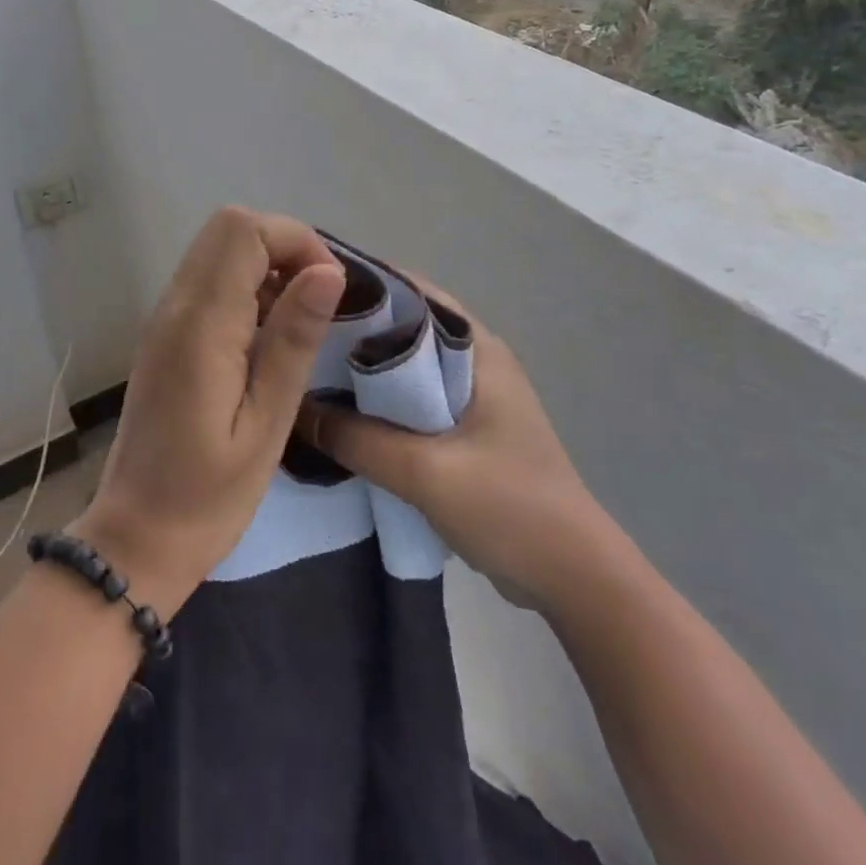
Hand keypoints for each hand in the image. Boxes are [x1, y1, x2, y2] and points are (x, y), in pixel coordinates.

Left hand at [72, 208, 345, 616]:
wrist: (137, 536)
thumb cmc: (209, 494)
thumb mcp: (267, 422)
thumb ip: (293, 339)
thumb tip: (328, 271)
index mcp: (200, 324)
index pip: (243, 230)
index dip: (296, 241)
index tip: (329, 290)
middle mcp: (175, 306)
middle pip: (228, 228)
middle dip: (283, 247)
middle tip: (316, 303)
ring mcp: (164, 318)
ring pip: (217, 250)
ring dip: (265, 267)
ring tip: (295, 326)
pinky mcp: (165, 335)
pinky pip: (208, 282)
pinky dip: (245, 288)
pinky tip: (264, 341)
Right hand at [297, 281, 600, 604]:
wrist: (574, 578)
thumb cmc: (509, 507)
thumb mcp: (425, 472)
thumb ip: (357, 440)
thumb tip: (296, 410)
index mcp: (476, 348)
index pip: (409, 292)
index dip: (359, 286)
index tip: (305, 289)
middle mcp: (472, 361)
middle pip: (401, 329)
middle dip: (349, 331)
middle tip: (292, 336)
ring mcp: (469, 397)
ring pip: (401, 370)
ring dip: (359, 373)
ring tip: (302, 373)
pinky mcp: (462, 431)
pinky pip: (407, 404)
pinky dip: (374, 406)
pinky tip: (335, 418)